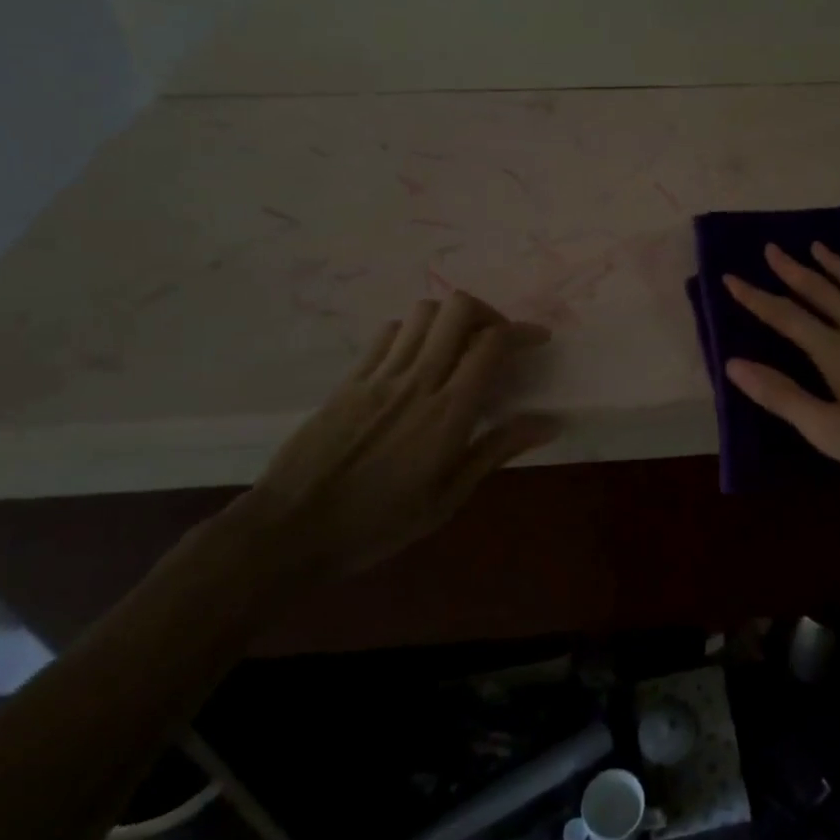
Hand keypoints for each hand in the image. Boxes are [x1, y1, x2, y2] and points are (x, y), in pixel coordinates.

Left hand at [226, 291, 558, 582]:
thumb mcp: (449, 498)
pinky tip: (416, 360)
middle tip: (495, 340)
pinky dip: (413, 332)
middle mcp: (418, 380)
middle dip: (487, 313)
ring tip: (457, 347)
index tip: (537, 341)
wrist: (291, 530)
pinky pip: (388, 332)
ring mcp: (379, 375)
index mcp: (449, 411)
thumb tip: (548, 421)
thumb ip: (497, 450)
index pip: (492, 343)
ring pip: (423, 313)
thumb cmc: (379, 523)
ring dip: (449, 320)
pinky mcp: (350, 379)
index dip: (522, 332)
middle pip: (458, 309)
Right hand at [722, 243, 839, 499]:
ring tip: (820, 247)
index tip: (731, 277)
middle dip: (794, 270)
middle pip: (824, 292)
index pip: (787, 317)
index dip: (756, 297)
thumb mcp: (830, 431)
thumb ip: (782, 395)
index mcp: (838, 352)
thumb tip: (734, 363)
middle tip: (773, 248)